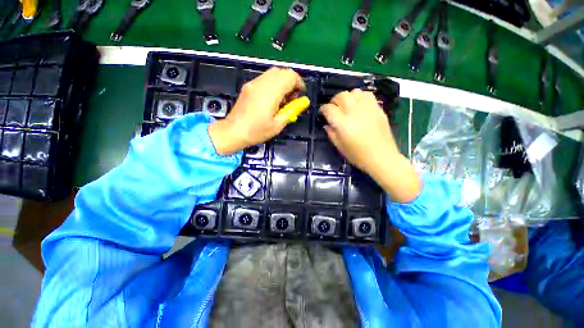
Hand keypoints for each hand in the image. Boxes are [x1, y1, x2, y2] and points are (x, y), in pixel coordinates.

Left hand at [209, 67, 304, 154]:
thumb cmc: (256, 132)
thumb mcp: (278, 125)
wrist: (233, 131)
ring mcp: (253, 83)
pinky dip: (273, 84)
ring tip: (282, 99)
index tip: (300, 95)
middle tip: (291, 98)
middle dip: (291, 82)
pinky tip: (271, 99)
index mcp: (270, 93)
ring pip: (273, 73)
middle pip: (282, 71)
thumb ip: (291, 111)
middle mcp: (261, 83)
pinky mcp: (248, 86)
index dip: (299, 83)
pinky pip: (265, 78)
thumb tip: (302, 102)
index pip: (290, 76)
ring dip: (282, 82)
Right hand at [320, 89, 420, 201]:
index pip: (329, 109)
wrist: (382, 158)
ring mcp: (368, 109)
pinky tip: (359, 105)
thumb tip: (327, 124)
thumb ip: (331, 134)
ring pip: (354, 92)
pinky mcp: (378, 109)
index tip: (322, 113)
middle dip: (334, 101)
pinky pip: (367, 95)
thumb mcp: (340, 147)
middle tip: (334, 108)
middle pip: (341, 96)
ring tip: (347, 105)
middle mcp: (355, 112)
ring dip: (347, 97)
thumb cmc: (358, 156)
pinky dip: (360, 96)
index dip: (323, 109)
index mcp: (343, 124)